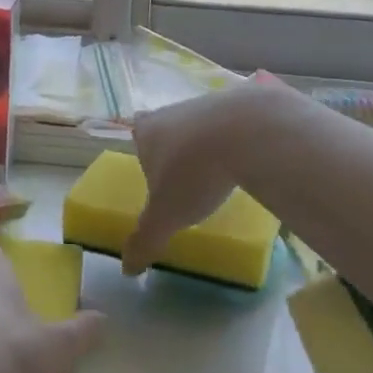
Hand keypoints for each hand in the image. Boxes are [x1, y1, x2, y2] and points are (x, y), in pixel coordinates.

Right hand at [123, 81, 291, 274]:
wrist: (246, 131)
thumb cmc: (194, 172)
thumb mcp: (166, 215)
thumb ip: (145, 239)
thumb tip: (126, 268)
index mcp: (147, 131)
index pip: (137, 134)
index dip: (145, 153)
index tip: (156, 174)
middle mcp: (171, 111)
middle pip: (168, 129)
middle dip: (175, 151)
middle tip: (187, 180)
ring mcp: (206, 103)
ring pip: (199, 126)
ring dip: (206, 146)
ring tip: (218, 175)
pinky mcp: (239, 103)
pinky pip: (231, 124)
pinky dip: (235, 139)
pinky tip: (245, 160)